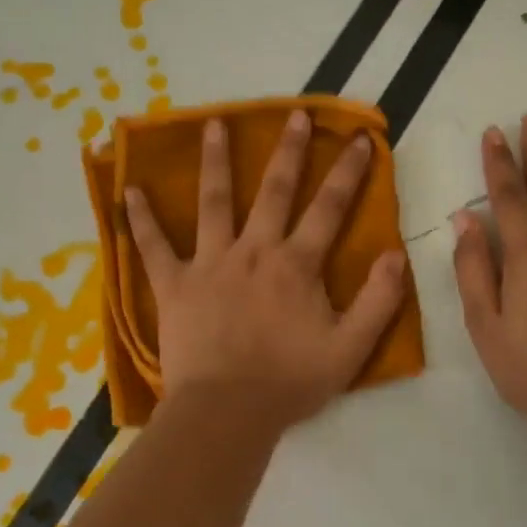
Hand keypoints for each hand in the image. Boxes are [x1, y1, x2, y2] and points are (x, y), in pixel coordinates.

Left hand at [124, 111, 408, 432]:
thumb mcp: (350, 348)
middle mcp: (254, 251)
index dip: (348, 172)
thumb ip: (378, 301)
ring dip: (216, 161)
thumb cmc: (289, 382)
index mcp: (296, 265)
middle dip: (289, 151)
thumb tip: (397, 254)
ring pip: (214, 202)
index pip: (329, 208)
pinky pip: (153, 247)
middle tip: (296, 114)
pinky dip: (141, 220)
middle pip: (274, 191)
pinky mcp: (174, 285)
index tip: (360, 138)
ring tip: (214, 124)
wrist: (227, 412)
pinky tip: (130, 192)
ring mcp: (210, 264)